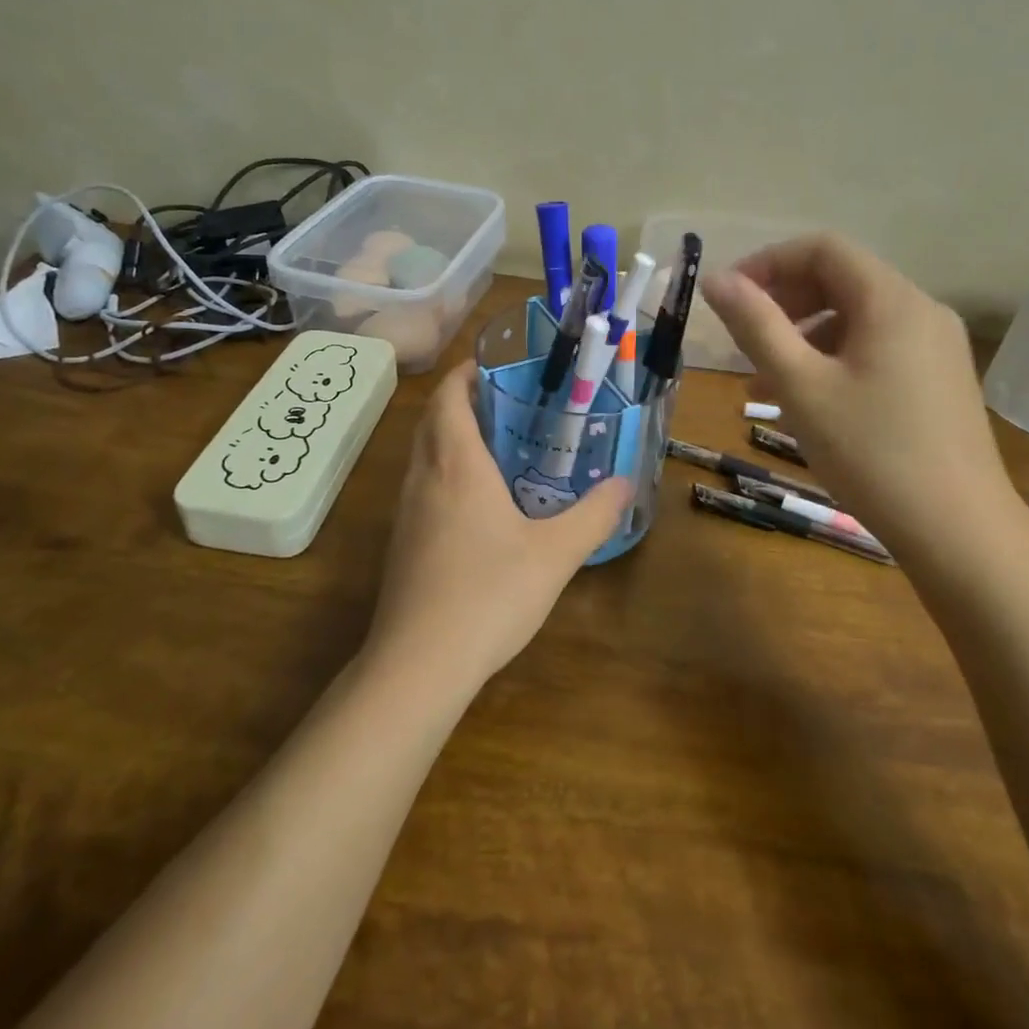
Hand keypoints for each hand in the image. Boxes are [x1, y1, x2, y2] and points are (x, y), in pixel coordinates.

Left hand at [366, 361, 634, 693]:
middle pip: (432, 420)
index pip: (449, 397)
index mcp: (456, 464)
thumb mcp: (555, 554)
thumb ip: (594, 515)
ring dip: (451, 438)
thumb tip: (625, 484)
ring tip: (498, 447)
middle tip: (508, 403)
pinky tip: (477, 505)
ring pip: (423, 455)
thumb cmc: (488, 594)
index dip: (466, 373)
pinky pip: (422, 488)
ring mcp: (406, 512)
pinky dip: (445, 474)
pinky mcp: (403, 543)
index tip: (496, 365)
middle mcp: (423, 478)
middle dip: (462, 402)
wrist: (419, 663)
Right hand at [701, 234, 1016, 554]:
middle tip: (743, 340)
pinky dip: (835, 359)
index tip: (729, 299)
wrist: (958, 530)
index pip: (822, 249)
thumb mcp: (800, 386)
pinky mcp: (939, 379)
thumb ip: (756, 326)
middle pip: (841, 279)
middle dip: (784, 301)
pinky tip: (809, 401)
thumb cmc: (871, 453)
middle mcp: (921, 310)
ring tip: (765, 381)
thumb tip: (716, 279)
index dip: (768, 263)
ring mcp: (936, 346)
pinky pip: (878, 348)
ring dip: (805, 335)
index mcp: (891, 300)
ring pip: (857, 318)